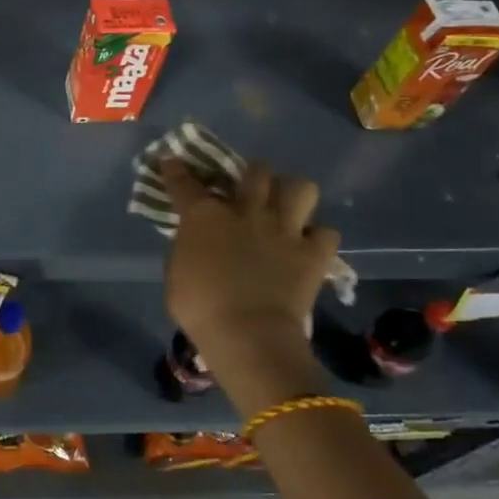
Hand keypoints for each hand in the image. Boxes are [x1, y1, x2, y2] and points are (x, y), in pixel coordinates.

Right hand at [160, 158, 337, 415]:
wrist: (248, 336)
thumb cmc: (200, 308)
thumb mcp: (175, 273)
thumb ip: (187, 247)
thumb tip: (195, 241)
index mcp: (205, 215)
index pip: (185, 181)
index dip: (175, 169)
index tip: (172, 162)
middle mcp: (247, 211)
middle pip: (257, 170)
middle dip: (253, 174)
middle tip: (248, 190)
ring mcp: (284, 229)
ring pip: (300, 187)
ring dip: (292, 194)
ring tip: (285, 209)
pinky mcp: (313, 254)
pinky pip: (326, 233)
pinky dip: (318, 237)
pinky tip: (307, 245)